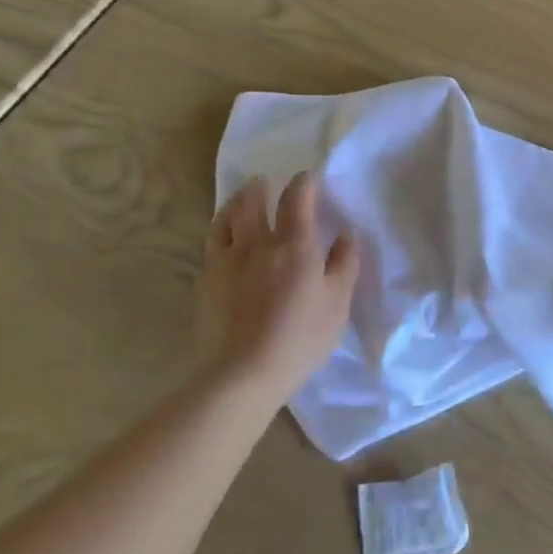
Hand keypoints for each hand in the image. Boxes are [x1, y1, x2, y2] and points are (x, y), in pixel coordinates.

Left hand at [200, 173, 359, 400]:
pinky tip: (225, 238)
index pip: (297, 198)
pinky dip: (220, 230)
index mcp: (295, 244)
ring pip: (226, 218)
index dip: (304, 182)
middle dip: (260, 186)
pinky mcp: (206, 281)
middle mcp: (259, 243)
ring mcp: (227, 261)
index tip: (309, 178)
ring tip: (240, 201)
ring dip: (235, 202)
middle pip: (253, 201)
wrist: (242, 374)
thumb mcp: (337, 303)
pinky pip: (212, 244)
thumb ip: (344, 264)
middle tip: (264, 182)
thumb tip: (346, 235)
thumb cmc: (300, 338)